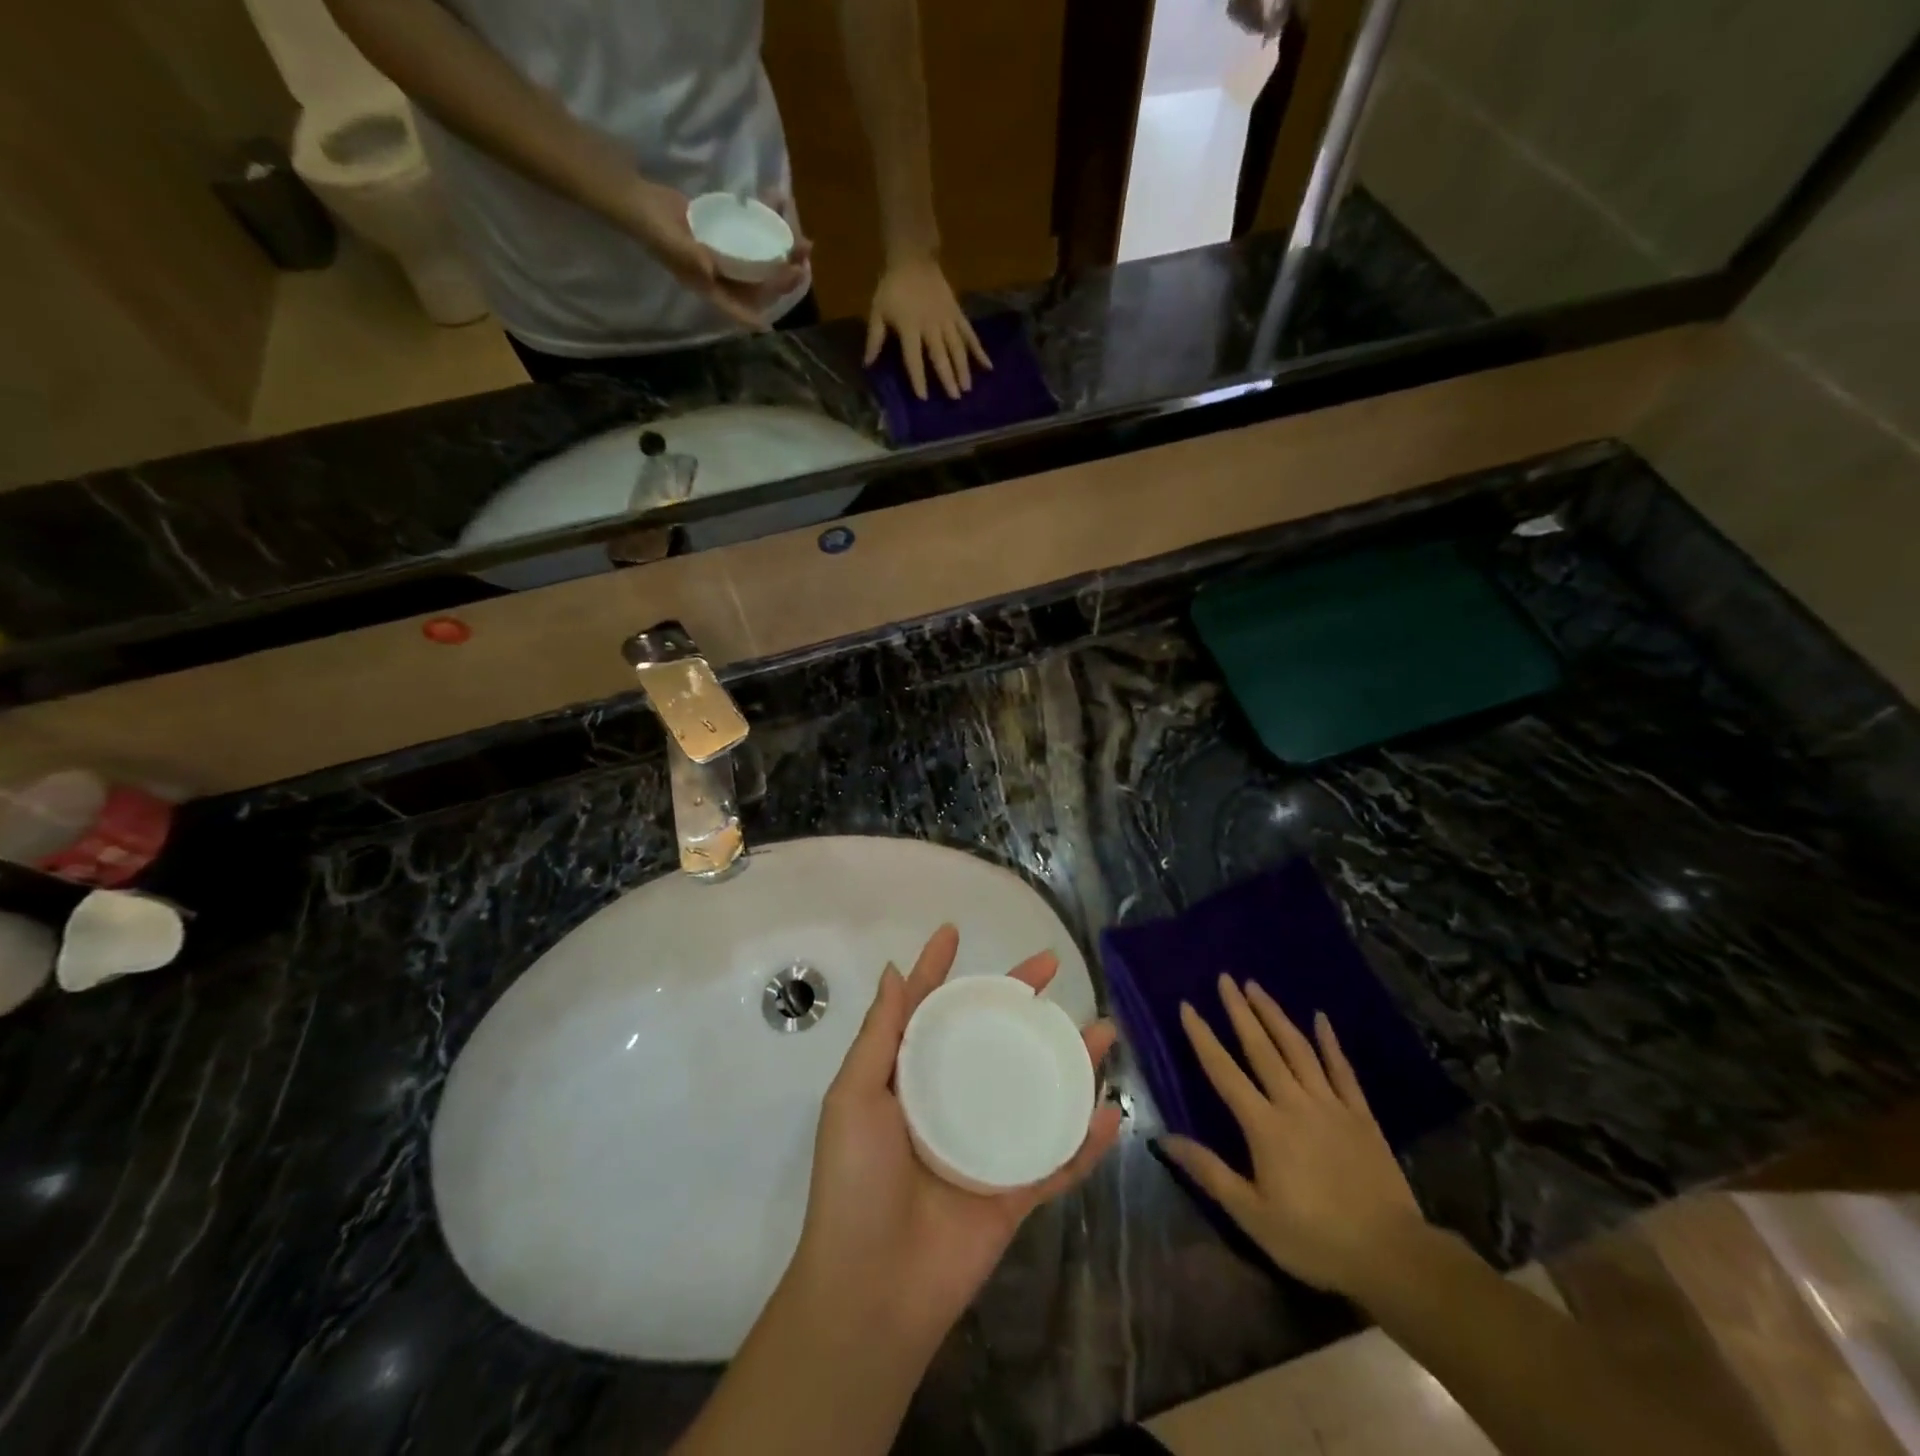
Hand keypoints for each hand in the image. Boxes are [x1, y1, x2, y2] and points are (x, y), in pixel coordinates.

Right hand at [614, 177, 810, 330]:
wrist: (637, 199)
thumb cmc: (650, 226)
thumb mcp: (669, 243)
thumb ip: (690, 257)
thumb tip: (711, 270)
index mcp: (710, 288)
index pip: (738, 309)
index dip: (757, 316)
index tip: (778, 318)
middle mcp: (722, 277)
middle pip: (759, 285)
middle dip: (783, 277)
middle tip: (803, 260)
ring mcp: (726, 256)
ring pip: (762, 261)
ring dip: (783, 252)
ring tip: (803, 241)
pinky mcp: (727, 234)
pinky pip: (753, 235)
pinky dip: (767, 222)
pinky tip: (779, 204)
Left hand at [790, 924, 1121, 1350]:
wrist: (871, 1290)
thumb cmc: (855, 1182)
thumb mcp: (854, 1097)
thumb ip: (880, 1035)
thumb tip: (894, 969)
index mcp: (909, 1078)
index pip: (929, 1010)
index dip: (939, 969)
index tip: (953, 931)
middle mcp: (950, 1100)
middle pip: (992, 1037)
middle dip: (1021, 1000)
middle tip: (1051, 966)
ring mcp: (985, 1144)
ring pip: (1035, 1089)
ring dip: (1070, 1061)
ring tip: (1102, 1031)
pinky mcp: (1013, 1190)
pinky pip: (1057, 1160)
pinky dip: (1086, 1140)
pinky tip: (1112, 1113)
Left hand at [864, 256, 990, 400]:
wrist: (913, 257)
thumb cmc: (892, 287)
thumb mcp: (877, 311)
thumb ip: (874, 339)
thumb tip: (867, 365)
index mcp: (909, 327)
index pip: (913, 358)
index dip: (918, 378)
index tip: (923, 398)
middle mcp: (930, 326)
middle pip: (940, 355)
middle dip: (948, 377)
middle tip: (955, 398)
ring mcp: (947, 320)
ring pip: (957, 347)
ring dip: (963, 369)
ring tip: (968, 388)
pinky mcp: (958, 314)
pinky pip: (970, 334)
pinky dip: (979, 350)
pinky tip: (988, 366)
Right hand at [1159, 975, 1426, 1297]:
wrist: (1393, 1256)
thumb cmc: (1314, 1239)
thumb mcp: (1252, 1215)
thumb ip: (1209, 1172)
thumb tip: (1163, 1138)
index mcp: (1264, 1126)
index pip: (1224, 1072)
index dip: (1203, 1038)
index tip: (1187, 1006)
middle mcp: (1295, 1103)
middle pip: (1261, 1048)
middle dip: (1240, 1011)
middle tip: (1225, 978)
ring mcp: (1331, 1105)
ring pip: (1298, 1049)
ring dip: (1275, 1015)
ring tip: (1257, 987)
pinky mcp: (1360, 1115)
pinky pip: (1342, 1070)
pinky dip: (1330, 1042)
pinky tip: (1320, 1018)